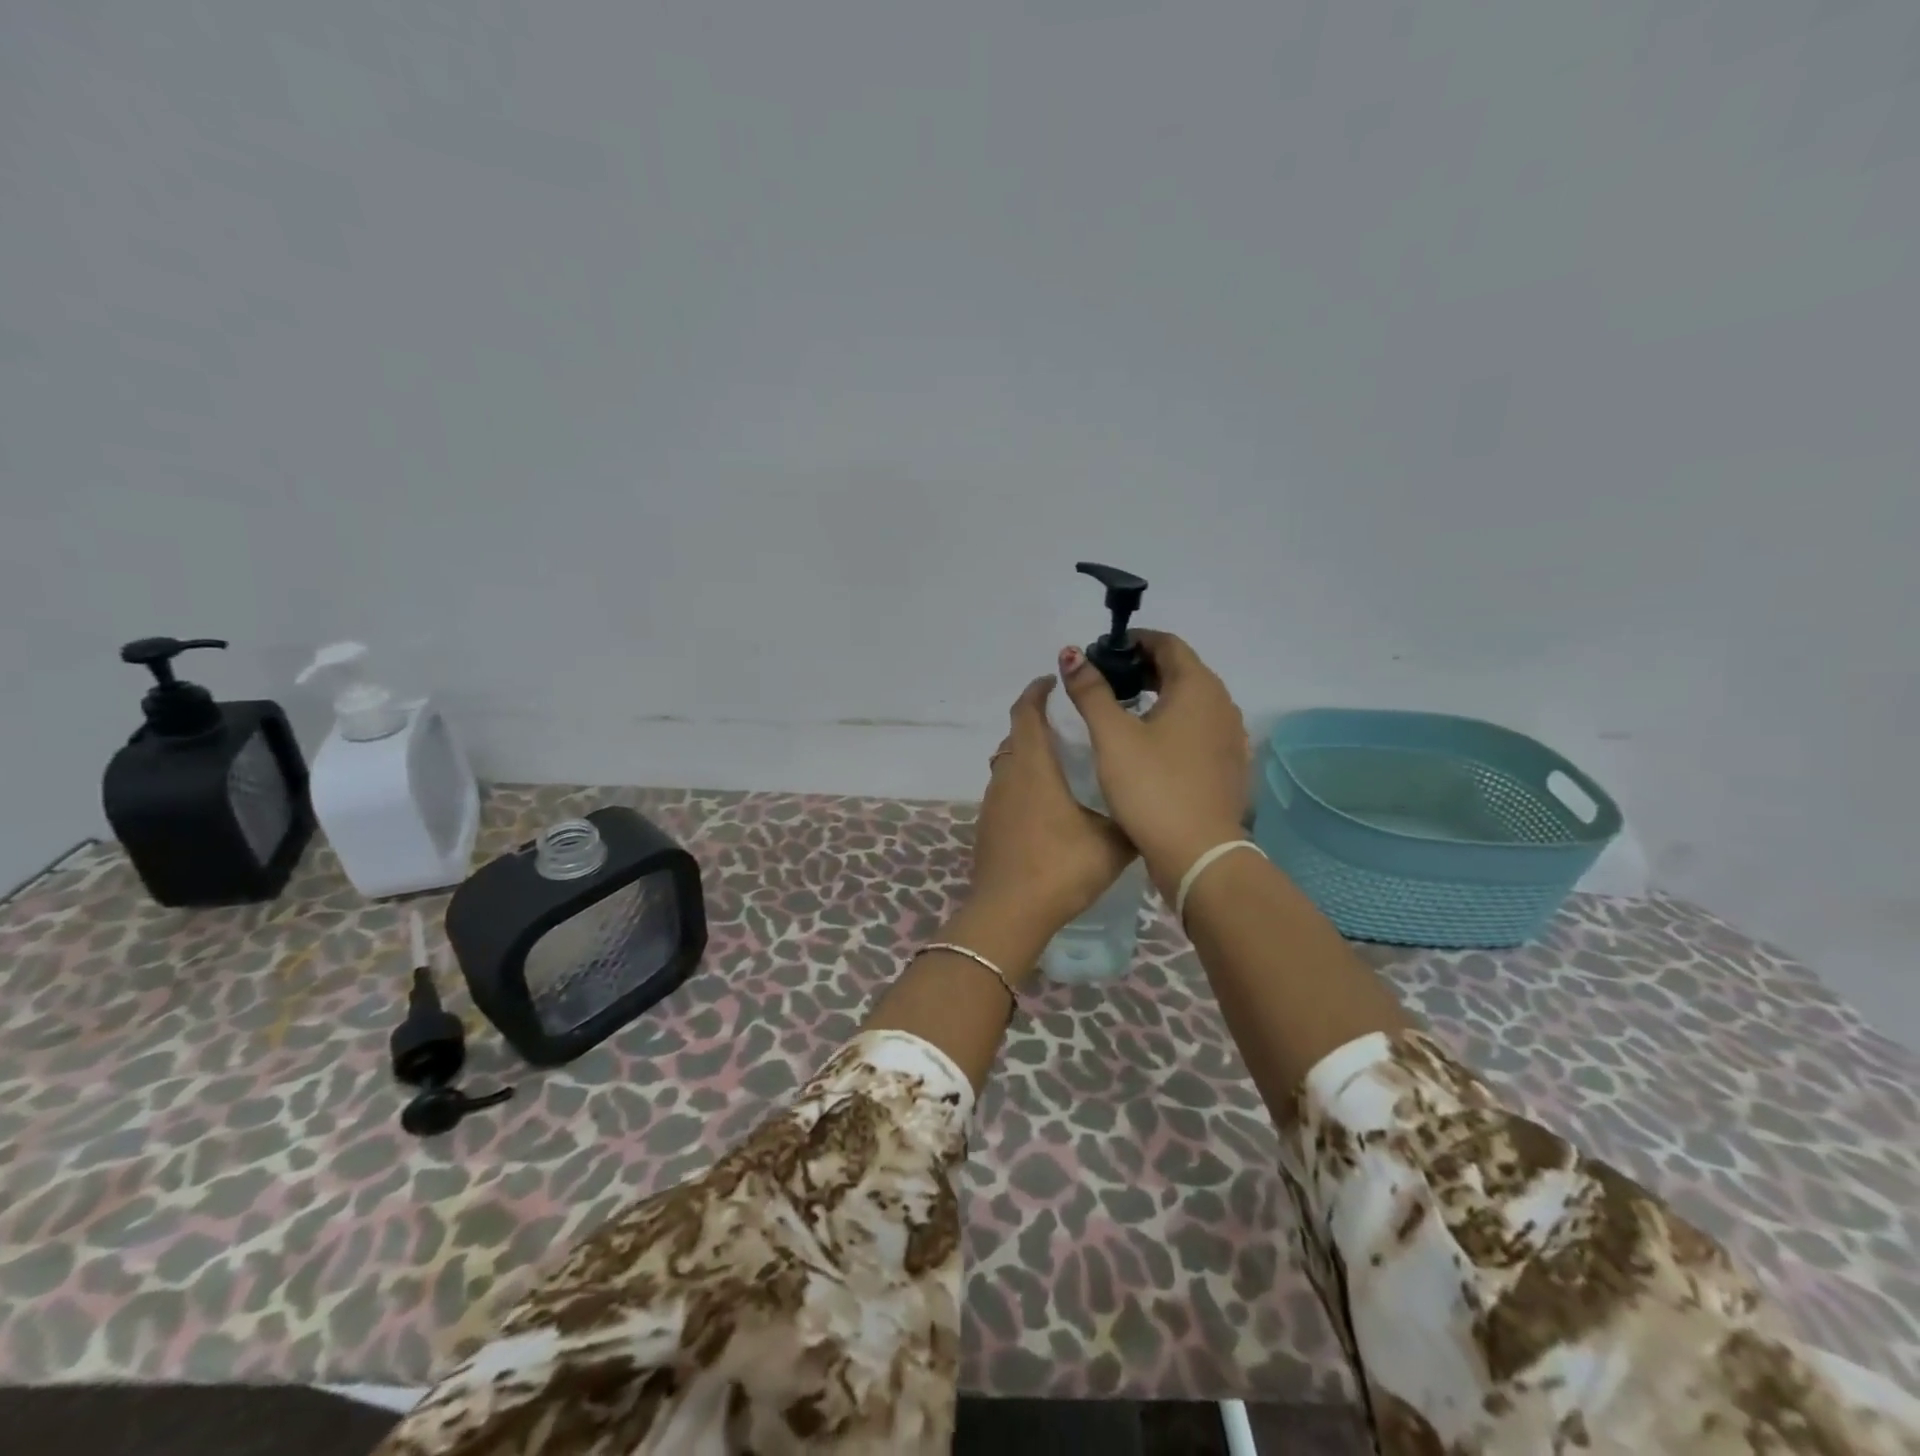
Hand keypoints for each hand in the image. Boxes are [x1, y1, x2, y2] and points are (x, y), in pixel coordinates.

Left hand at [961, 676, 1136, 970]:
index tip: (1054, 681)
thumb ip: (1128, 818)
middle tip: (1070, 725)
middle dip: (1037, 723)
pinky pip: (1006, 791)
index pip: (1027, 712)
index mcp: (1033, 766)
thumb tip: (1146, 808)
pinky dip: (1023, 784)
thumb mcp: (1111, 842)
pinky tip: (1048, 807)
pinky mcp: (988, 826)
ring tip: (1063, 764)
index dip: (1038, 692)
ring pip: (1009, 764)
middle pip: (1016, 736)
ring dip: (1029, 755)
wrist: (1010, 912)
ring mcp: (993, 802)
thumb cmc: (1061, 867)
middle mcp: (1007, 775)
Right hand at [1056, 632, 1251, 894]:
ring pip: (1191, 701)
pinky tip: (1148, 744)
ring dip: (1158, 695)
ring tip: (1121, 710)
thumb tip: (1071, 654)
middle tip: (1104, 680)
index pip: (1167, 643)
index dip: (1133, 641)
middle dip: (1142, 668)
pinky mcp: (1228, 765)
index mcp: (1198, 687)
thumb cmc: (1152, 787)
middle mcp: (1222, 704)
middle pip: (1181, 670)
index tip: (1101, 653)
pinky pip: (1198, 728)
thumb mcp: (1112, 736)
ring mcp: (1230, 737)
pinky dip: (1173, 723)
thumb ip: (1090, 691)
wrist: (1198, 854)